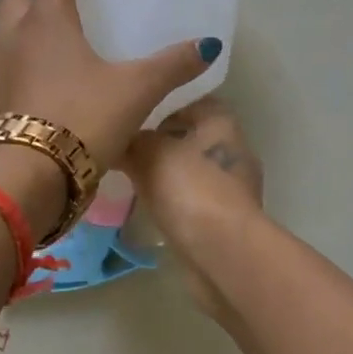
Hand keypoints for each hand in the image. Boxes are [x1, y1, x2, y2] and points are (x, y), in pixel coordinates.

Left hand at [0, 0, 218, 170]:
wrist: (25, 180)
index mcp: (47, 19)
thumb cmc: (80, 121)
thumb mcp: (135, 90)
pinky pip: (7, 47)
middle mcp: (15, 32)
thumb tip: (208, 46)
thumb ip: (172, 65)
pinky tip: (42, 56)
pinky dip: (24, 33)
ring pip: (8, 13)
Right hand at [126, 98, 263, 315]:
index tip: (130, 122)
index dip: (158, 109)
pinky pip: (195, 201)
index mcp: (221, 121)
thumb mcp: (148, 152)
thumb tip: (118, 139)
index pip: (188, 103)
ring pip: (192, 172)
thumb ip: (132, 140)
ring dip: (167, 177)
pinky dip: (176, 203)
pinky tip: (153, 210)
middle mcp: (233, 148)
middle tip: (124, 154)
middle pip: (190, 139)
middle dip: (160, 146)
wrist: (223, 250)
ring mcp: (234, 186)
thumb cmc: (189, 188)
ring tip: (132, 183)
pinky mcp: (228, 218)